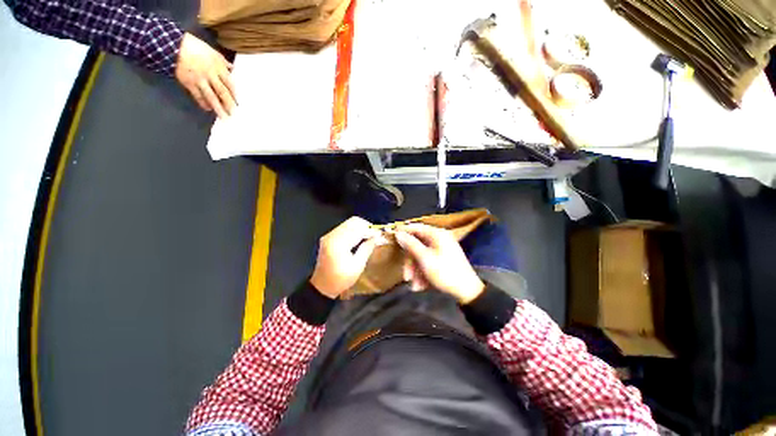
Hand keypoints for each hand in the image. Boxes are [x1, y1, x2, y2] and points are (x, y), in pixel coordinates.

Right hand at [175, 33, 236, 118]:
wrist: (174, 45)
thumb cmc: (195, 47)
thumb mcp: (212, 52)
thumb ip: (223, 62)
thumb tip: (233, 68)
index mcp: (218, 67)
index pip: (230, 84)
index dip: (235, 95)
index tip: (239, 104)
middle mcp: (210, 75)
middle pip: (222, 92)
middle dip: (229, 104)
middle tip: (234, 114)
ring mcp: (199, 79)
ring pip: (211, 97)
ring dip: (218, 108)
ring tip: (223, 117)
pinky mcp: (188, 82)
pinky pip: (197, 96)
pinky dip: (203, 103)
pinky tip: (208, 109)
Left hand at [310, 217, 380, 298]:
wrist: (322, 286)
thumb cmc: (341, 279)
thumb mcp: (357, 266)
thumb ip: (367, 249)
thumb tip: (376, 237)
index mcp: (339, 243)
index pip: (358, 229)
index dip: (370, 230)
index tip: (380, 234)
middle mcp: (332, 235)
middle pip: (352, 221)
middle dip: (365, 226)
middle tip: (374, 235)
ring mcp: (329, 235)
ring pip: (348, 223)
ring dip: (360, 227)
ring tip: (368, 237)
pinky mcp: (328, 237)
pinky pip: (344, 228)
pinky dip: (353, 230)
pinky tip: (359, 238)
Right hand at [395, 223, 484, 303]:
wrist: (467, 291)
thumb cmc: (445, 272)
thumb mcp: (425, 258)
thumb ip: (411, 244)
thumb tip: (399, 233)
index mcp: (437, 235)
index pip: (416, 227)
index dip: (404, 231)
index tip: (392, 236)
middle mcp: (439, 240)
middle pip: (417, 246)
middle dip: (410, 263)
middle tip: (406, 277)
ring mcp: (442, 250)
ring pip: (421, 256)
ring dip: (416, 271)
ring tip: (415, 286)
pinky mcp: (443, 260)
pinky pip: (428, 263)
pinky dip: (423, 273)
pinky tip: (422, 286)